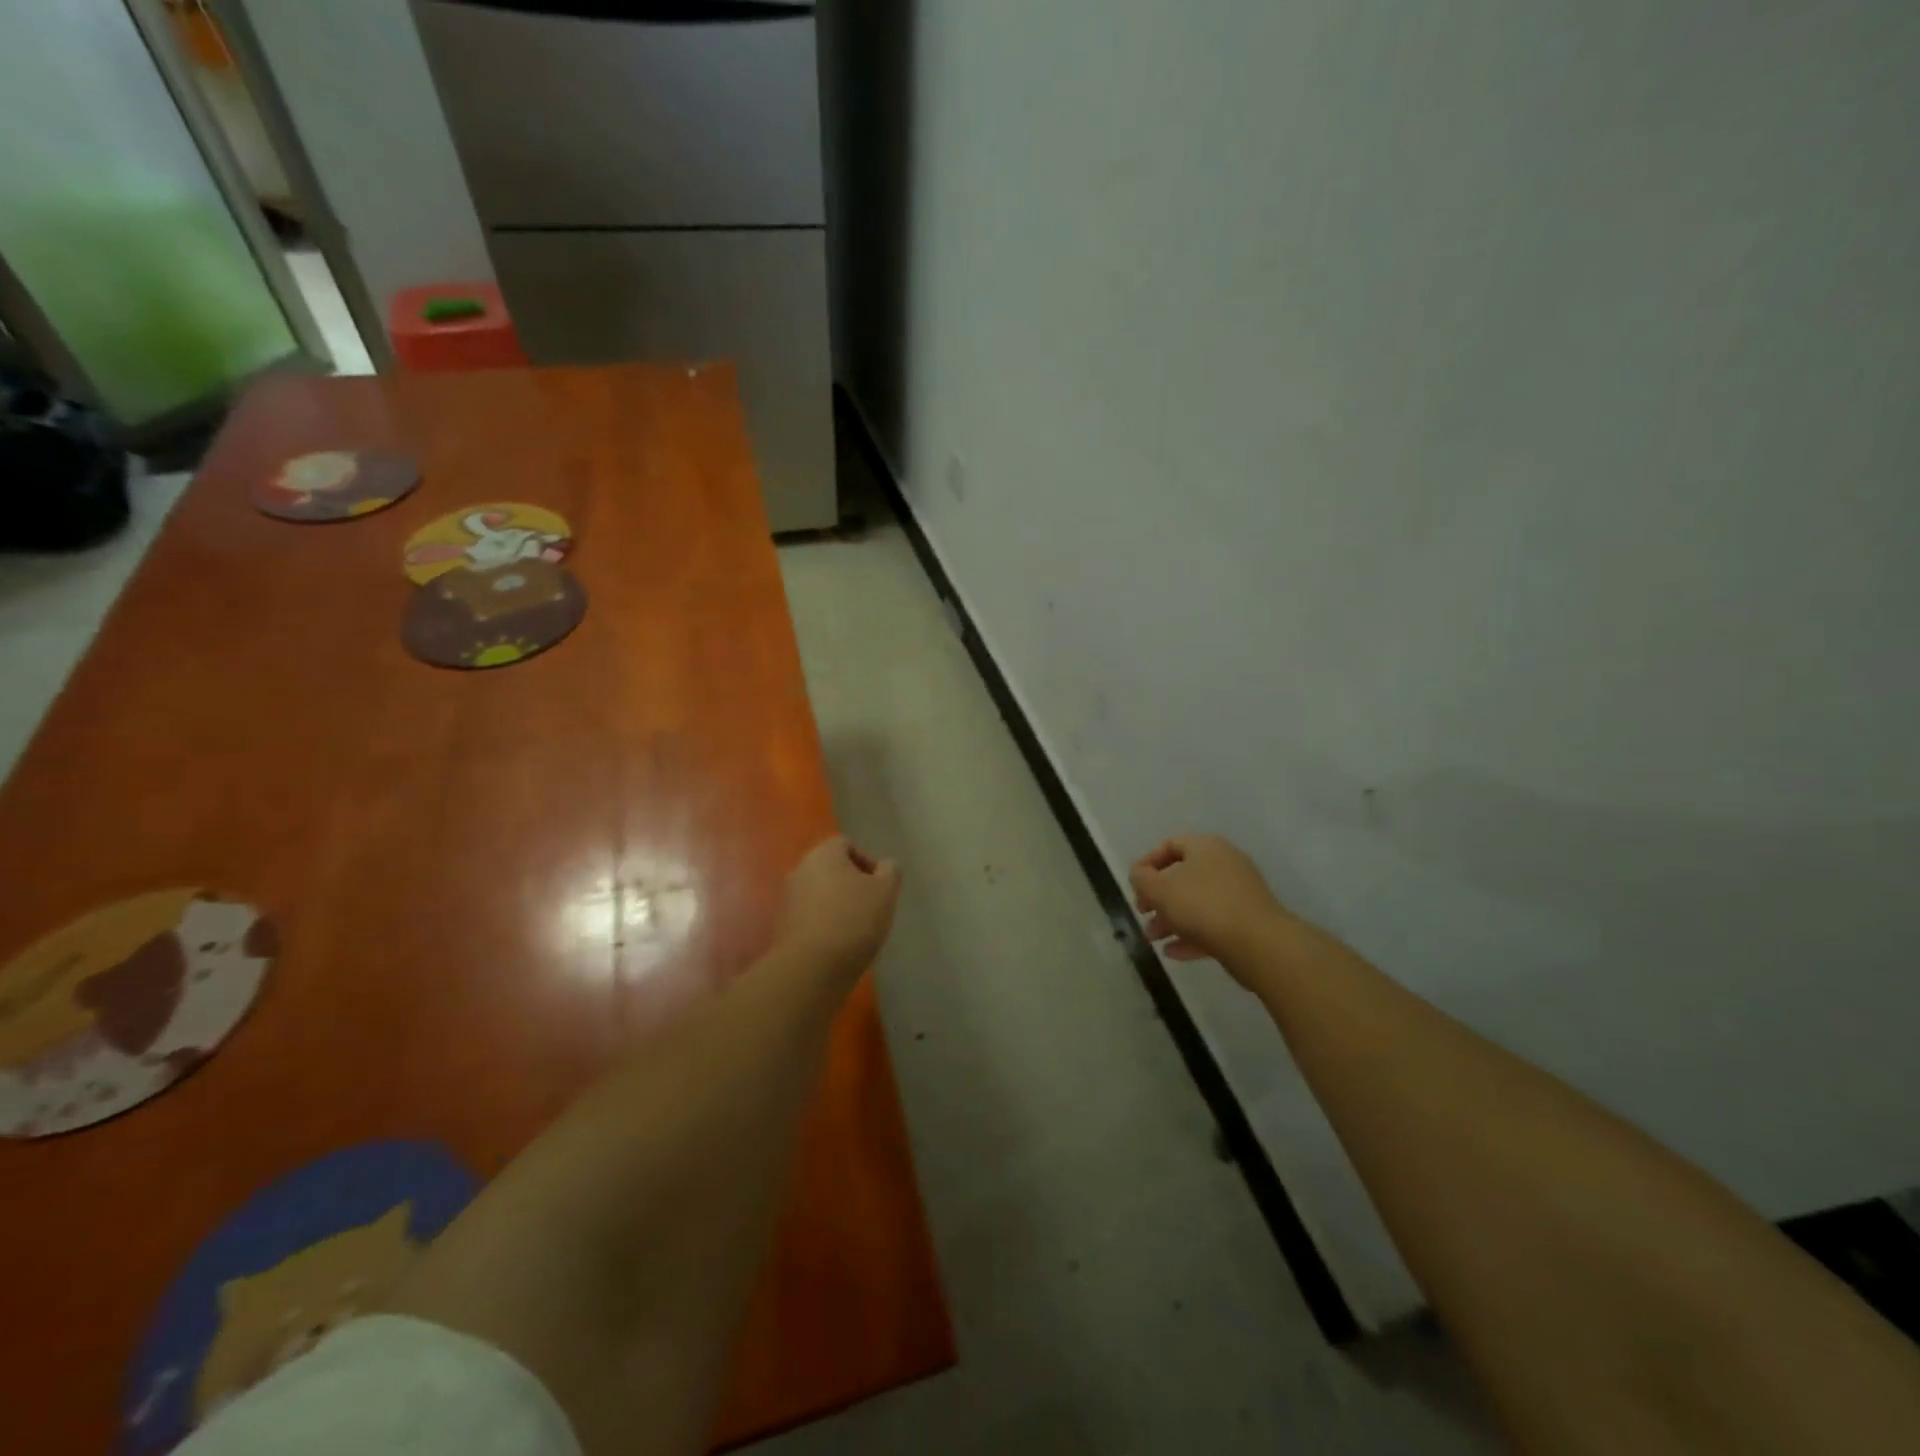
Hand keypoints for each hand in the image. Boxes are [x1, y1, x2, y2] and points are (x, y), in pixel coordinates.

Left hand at [772, 835, 900, 978]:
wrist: (812, 967)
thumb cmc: (854, 919)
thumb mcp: (886, 891)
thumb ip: (890, 872)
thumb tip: (885, 866)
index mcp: (823, 854)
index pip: (845, 844)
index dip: (866, 861)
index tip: (879, 885)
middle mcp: (800, 870)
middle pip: (831, 869)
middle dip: (852, 884)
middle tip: (871, 906)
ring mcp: (788, 899)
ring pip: (820, 893)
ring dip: (837, 905)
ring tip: (857, 929)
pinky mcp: (783, 926)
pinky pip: (810, 916)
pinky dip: (824, 924)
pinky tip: (839, 944)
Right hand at [1130, 833, 1289, 968]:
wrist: (1258, 943)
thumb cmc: (1203, 906)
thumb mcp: (1160, 889)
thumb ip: (1141, 879)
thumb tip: (1139, 874)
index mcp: (1206, 847)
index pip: (1171, 845)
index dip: (1148, 863)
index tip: (1134, 883)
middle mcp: (1225, 864)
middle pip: (1183, 876)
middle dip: (1158, 897)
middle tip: (1142, 913)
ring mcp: (1240, 894)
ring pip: (1197, 903)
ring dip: (1171, 920)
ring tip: (1153, 939)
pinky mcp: (1248, 922)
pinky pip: (1213, 924)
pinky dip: (1191, 935)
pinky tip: (1173, 953)